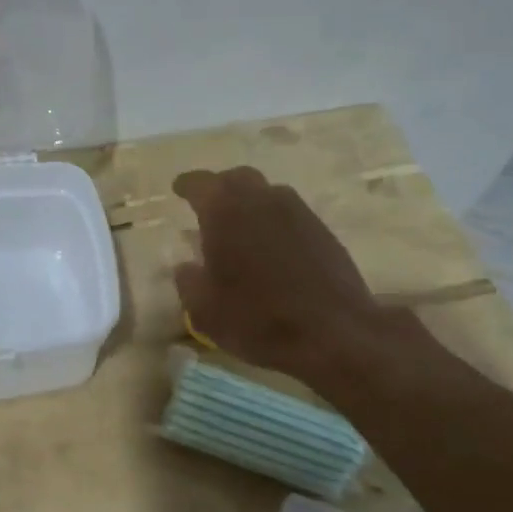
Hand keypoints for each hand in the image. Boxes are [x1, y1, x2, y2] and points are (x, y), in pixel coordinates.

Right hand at [172, 167, 440, 385]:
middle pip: (237, 178)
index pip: (200, 184)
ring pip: (267, 192)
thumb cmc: (258, 319)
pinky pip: (290, 213)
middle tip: (209, 205)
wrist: (334, 333)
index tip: (178, 189)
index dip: (186, 185)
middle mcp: (262, 200)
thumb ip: (189, 282)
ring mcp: (297, 212)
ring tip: (241, 227)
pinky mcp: (322, 230)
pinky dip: (274, 221)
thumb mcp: (205, 311)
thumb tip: (186, 267)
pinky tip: (271, 247)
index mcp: (225, 212)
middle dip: (220, 187)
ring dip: (251, 203)